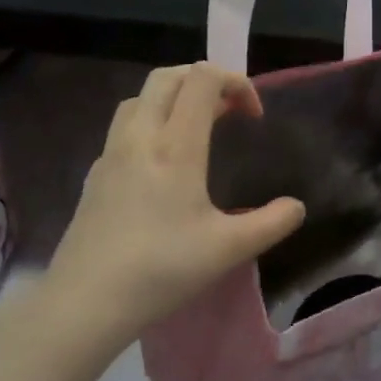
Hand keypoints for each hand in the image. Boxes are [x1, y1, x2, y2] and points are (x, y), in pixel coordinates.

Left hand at [45, 63, 304, 344]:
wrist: (84, 303)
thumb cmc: (161, 269)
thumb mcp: (228, 249)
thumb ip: (271, 223)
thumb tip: (297, 207)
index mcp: (175, 145)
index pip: (203, 78)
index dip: (235, 82)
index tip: (253, 117)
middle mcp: (140, 137)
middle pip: (168, 76)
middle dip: (204, 81)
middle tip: (228, 112)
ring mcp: (111, 153)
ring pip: (141, 97)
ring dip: (173, 98)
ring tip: (197, 129)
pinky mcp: (95, 175)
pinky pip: (124, 127)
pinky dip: (150, 124)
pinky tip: (161, 164)